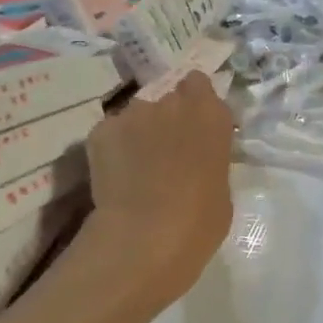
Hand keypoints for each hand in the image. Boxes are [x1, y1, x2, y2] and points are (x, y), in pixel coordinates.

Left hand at [82, 73, 235, 314]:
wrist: (144, 237)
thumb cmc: (200, 221)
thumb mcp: (222, 187)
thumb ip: (210, 159)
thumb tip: (196, 161)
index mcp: (210, 114)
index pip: (199, 84)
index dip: (195, 102)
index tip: (195, 127)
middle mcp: (172, 103)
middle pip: (168, 98)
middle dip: (168, 119)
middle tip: (166, 152)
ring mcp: (133, 114)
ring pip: (137, 115)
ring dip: (140, 132)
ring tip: (135, 168)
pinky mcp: (101, 131)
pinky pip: (110, 133)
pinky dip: (112, 148)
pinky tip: (114, 176)